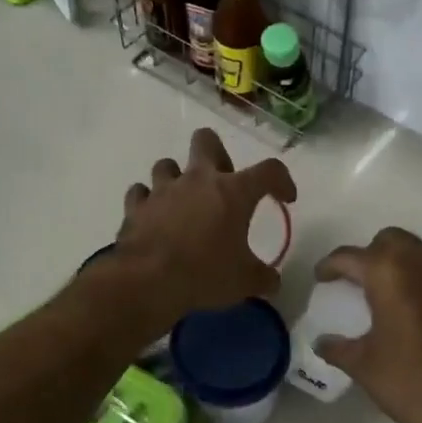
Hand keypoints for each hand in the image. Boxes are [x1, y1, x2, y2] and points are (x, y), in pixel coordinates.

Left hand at [112, 129, 296, 331]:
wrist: (148, 282)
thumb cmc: (205, 275)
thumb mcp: (245, 282)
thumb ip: (263, 277)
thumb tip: (272, 281)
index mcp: (233, 192)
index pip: (269, 171)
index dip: (282, 180)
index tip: (285, 198)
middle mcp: (198, 180)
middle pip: (206, 140)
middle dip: (216, 155)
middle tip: (222, 185)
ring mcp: (163, 189)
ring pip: (168, 164)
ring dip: (177, 179)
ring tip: (183, 203)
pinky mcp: (136, 206)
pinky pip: (140, 193)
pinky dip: (147, 202)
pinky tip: (153, 216)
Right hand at [315, 228, 421, 422]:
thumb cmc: (413, 382)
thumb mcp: (365, 367)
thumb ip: (339, 348)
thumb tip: (323, 343)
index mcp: (389, 273)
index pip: (350, 256)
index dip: (330, 266)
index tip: (322, 278)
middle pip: (391, 240)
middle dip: (372, 254)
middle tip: (361, 282)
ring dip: (404, 266)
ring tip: (392, 298)